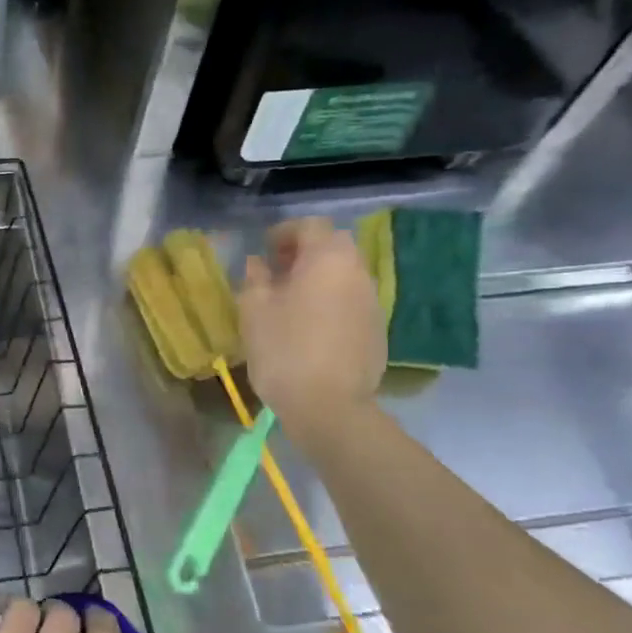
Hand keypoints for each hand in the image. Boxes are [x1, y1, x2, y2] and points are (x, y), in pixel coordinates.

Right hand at [240, 216, 386, 440]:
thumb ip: (255, 279)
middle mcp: (357, 272)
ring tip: (291, 301)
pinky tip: (311, 327)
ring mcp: (372, 302)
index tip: (263, 250)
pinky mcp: (377, 330)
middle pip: (333, 246)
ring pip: (345, 275)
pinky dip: (331, 301)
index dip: (284, 232)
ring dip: (319, 278)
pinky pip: (351, 301)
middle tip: (277, 272)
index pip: (310, 226)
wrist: (329, 406)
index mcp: (327, 259)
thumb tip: (257, 264)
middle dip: (305, 252)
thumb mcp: (254, 310)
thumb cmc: (284, 350)